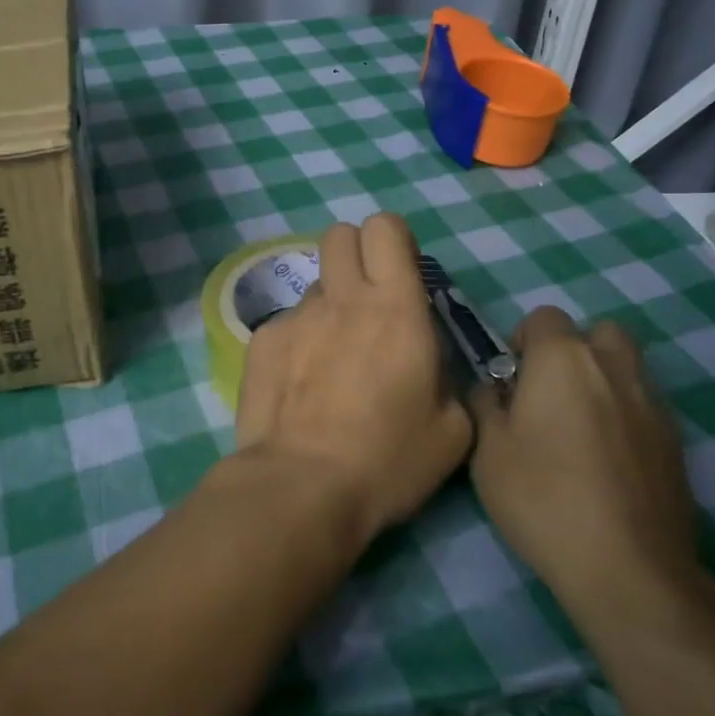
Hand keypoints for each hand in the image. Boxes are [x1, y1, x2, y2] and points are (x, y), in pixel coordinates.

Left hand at [232, 214, 472, 545]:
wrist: (302, 487)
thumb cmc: (387, 461)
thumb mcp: (452, 430)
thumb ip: (447, 378)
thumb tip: (430, 363)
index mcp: (395, 308)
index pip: (385, 228)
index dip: (394, 242)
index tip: (401, 275)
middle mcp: (342, 298)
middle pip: (339, 234)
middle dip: (356, 255)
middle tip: (368, 301)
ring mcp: (295, 316)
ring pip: (315, 285)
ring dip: (330, 307)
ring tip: (332, 360)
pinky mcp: (262, 340)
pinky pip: (286, 323)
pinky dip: (298, 342)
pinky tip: (300, 387)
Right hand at [468, 307, 705, 636]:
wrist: (628, 568)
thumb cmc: (543, 498)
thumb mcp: (487, 451)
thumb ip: (485, 405)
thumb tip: (492, 389)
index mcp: (563, 359)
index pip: (544, 318)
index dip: (523, 341)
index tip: (511, 381)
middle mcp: (613, 367)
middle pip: (597, 332)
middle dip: (573, 351)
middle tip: (549, 394)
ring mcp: (652, 403)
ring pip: (627, 366)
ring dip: (602, 380)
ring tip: (580, 426)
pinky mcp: (676, 441)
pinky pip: (645, 405)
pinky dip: (625, 415)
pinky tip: (608, 460)